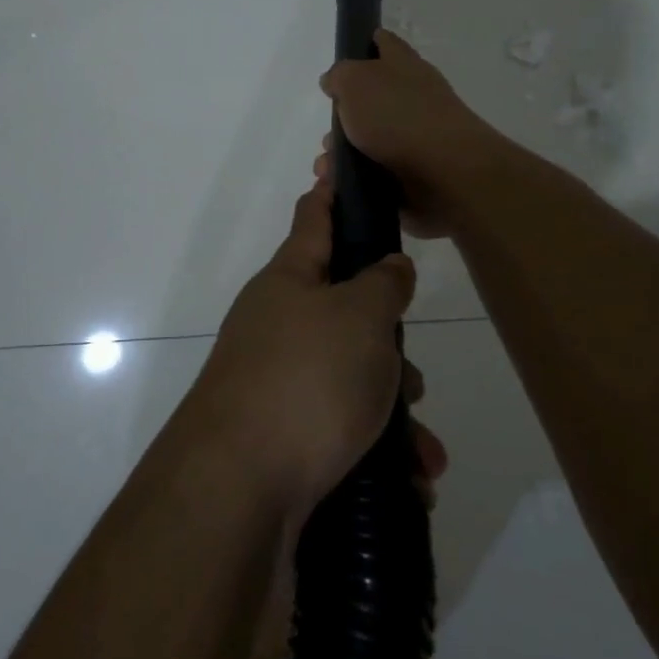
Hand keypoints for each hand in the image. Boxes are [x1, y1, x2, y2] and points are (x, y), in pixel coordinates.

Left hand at [183, 175, 419, 520]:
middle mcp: (278, 325)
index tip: (336, 165)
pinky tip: (409, 484)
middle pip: (345, 312)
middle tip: (409, 374)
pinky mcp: (282, 438)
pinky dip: (378, 453)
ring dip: (392, 411)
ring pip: (351, 378)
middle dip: (387, 344)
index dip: (331, 192)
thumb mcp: (359, 319)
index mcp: (290, 281)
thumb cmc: (306, 381)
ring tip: (422, 450)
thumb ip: (382, 285)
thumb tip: (388, 267)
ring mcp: (276, 382)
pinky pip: (342, 430)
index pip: (313, 219)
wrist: (237, 493)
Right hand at [317, 30, 502, 237]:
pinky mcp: (415, 170)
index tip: (345, 56)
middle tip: (328, 134)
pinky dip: (357, 178)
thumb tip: (334, 81)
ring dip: (343, 153)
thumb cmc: (397, 116)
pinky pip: (376, 171)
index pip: (383, 43)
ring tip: (329, 169)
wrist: (445, 172)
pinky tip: (341, 185)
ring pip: (369, 140)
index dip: (364, 44)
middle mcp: (412, 96)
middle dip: (342, 118)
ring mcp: (416, 135)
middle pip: (370, 99)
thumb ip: (340, 76)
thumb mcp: (355, 81)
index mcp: (402, 65)